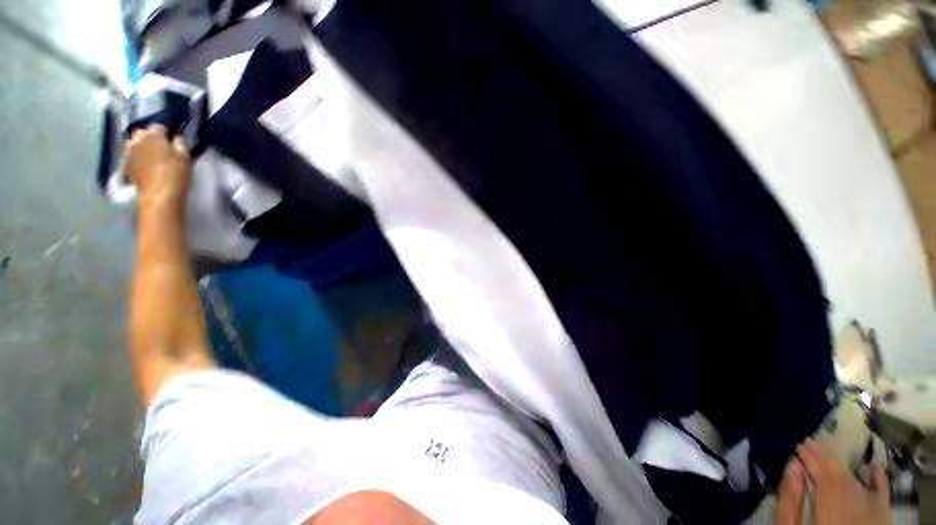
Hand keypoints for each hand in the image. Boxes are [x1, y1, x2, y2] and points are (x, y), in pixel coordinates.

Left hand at [124, 125, 190, 208]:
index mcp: (152, 135)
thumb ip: (180, 143)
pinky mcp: (125, 165)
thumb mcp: (185, 157)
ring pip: (135, 144)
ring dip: (142, 147)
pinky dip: (137, 159)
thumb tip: (177, 137)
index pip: (159, 126)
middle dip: (150, 137)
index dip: (167, 133)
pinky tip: (145, 167)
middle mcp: (137, 140)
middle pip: (142, 133)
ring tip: (152, 157)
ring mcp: (128, 153)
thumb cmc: (175, 174)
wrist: (158, 196)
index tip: (174, 141)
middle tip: (162, 148)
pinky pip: (131, 157)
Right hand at [776, 440, 889, 524]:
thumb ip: (789, 501)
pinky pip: (882, 498)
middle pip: (842, 481)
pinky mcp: (879, 519)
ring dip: (841, 468)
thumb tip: (792, 465)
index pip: (825, 481)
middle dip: (825, 460)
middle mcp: (853, 516)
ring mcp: (870, 518)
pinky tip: (871, 466)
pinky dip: (879, 480)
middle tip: (809, 444)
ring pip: (857, 486)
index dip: (812, 460)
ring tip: (826, 456)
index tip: (799, 446)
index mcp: (830, 519)